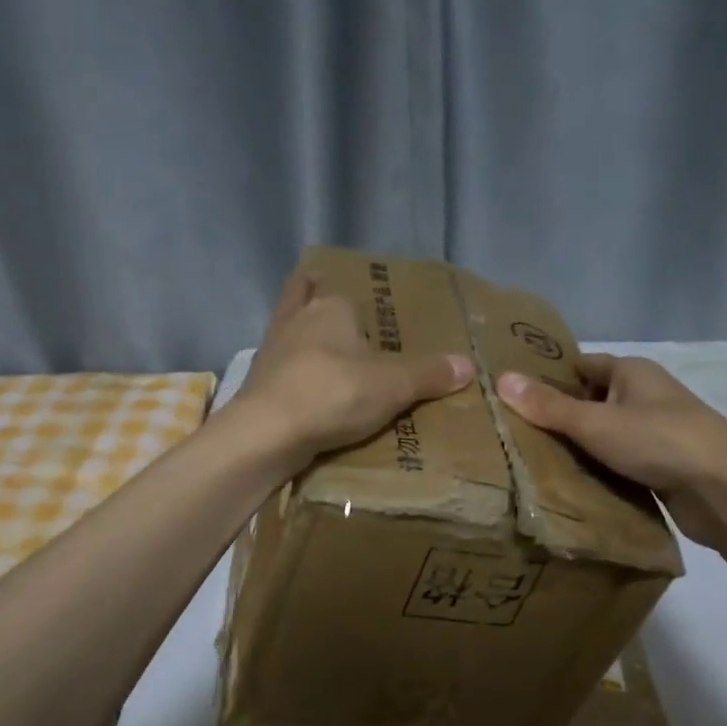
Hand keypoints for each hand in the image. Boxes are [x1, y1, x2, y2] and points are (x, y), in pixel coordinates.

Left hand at [231, 270, 474, 468]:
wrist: (267, 433)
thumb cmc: (333, 395)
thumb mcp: (392, 386)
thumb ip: (429, 375)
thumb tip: (468, 364)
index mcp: (332, 307)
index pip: (347, 292)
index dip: (358, 302)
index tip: (372, 317)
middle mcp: (297, 318)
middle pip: (308, 299)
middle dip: (319, 305)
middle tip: (344, 326)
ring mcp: (272, 349)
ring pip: (289, 330)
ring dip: (302, 337)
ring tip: (323, 355)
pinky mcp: (257, 381)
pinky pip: (280, 367)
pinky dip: (291, 372)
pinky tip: (302, 387)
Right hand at [496, 355, 726, 543]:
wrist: (724, 489)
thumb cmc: (658, 441)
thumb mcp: (595, 422)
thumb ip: (549, 406)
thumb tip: (501, 379)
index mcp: (632, 372)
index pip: (582, 366)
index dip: (549, 378)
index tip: (514, 396)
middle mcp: (645, 395)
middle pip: (593, 402)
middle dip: (560, 417)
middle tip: (515, 435)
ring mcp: (657, 431)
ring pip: (607, 435)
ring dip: (580, 448)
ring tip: (533, 463)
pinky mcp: (663, 465)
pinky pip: (621, 462)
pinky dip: (600, 471)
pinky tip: (573, 486)